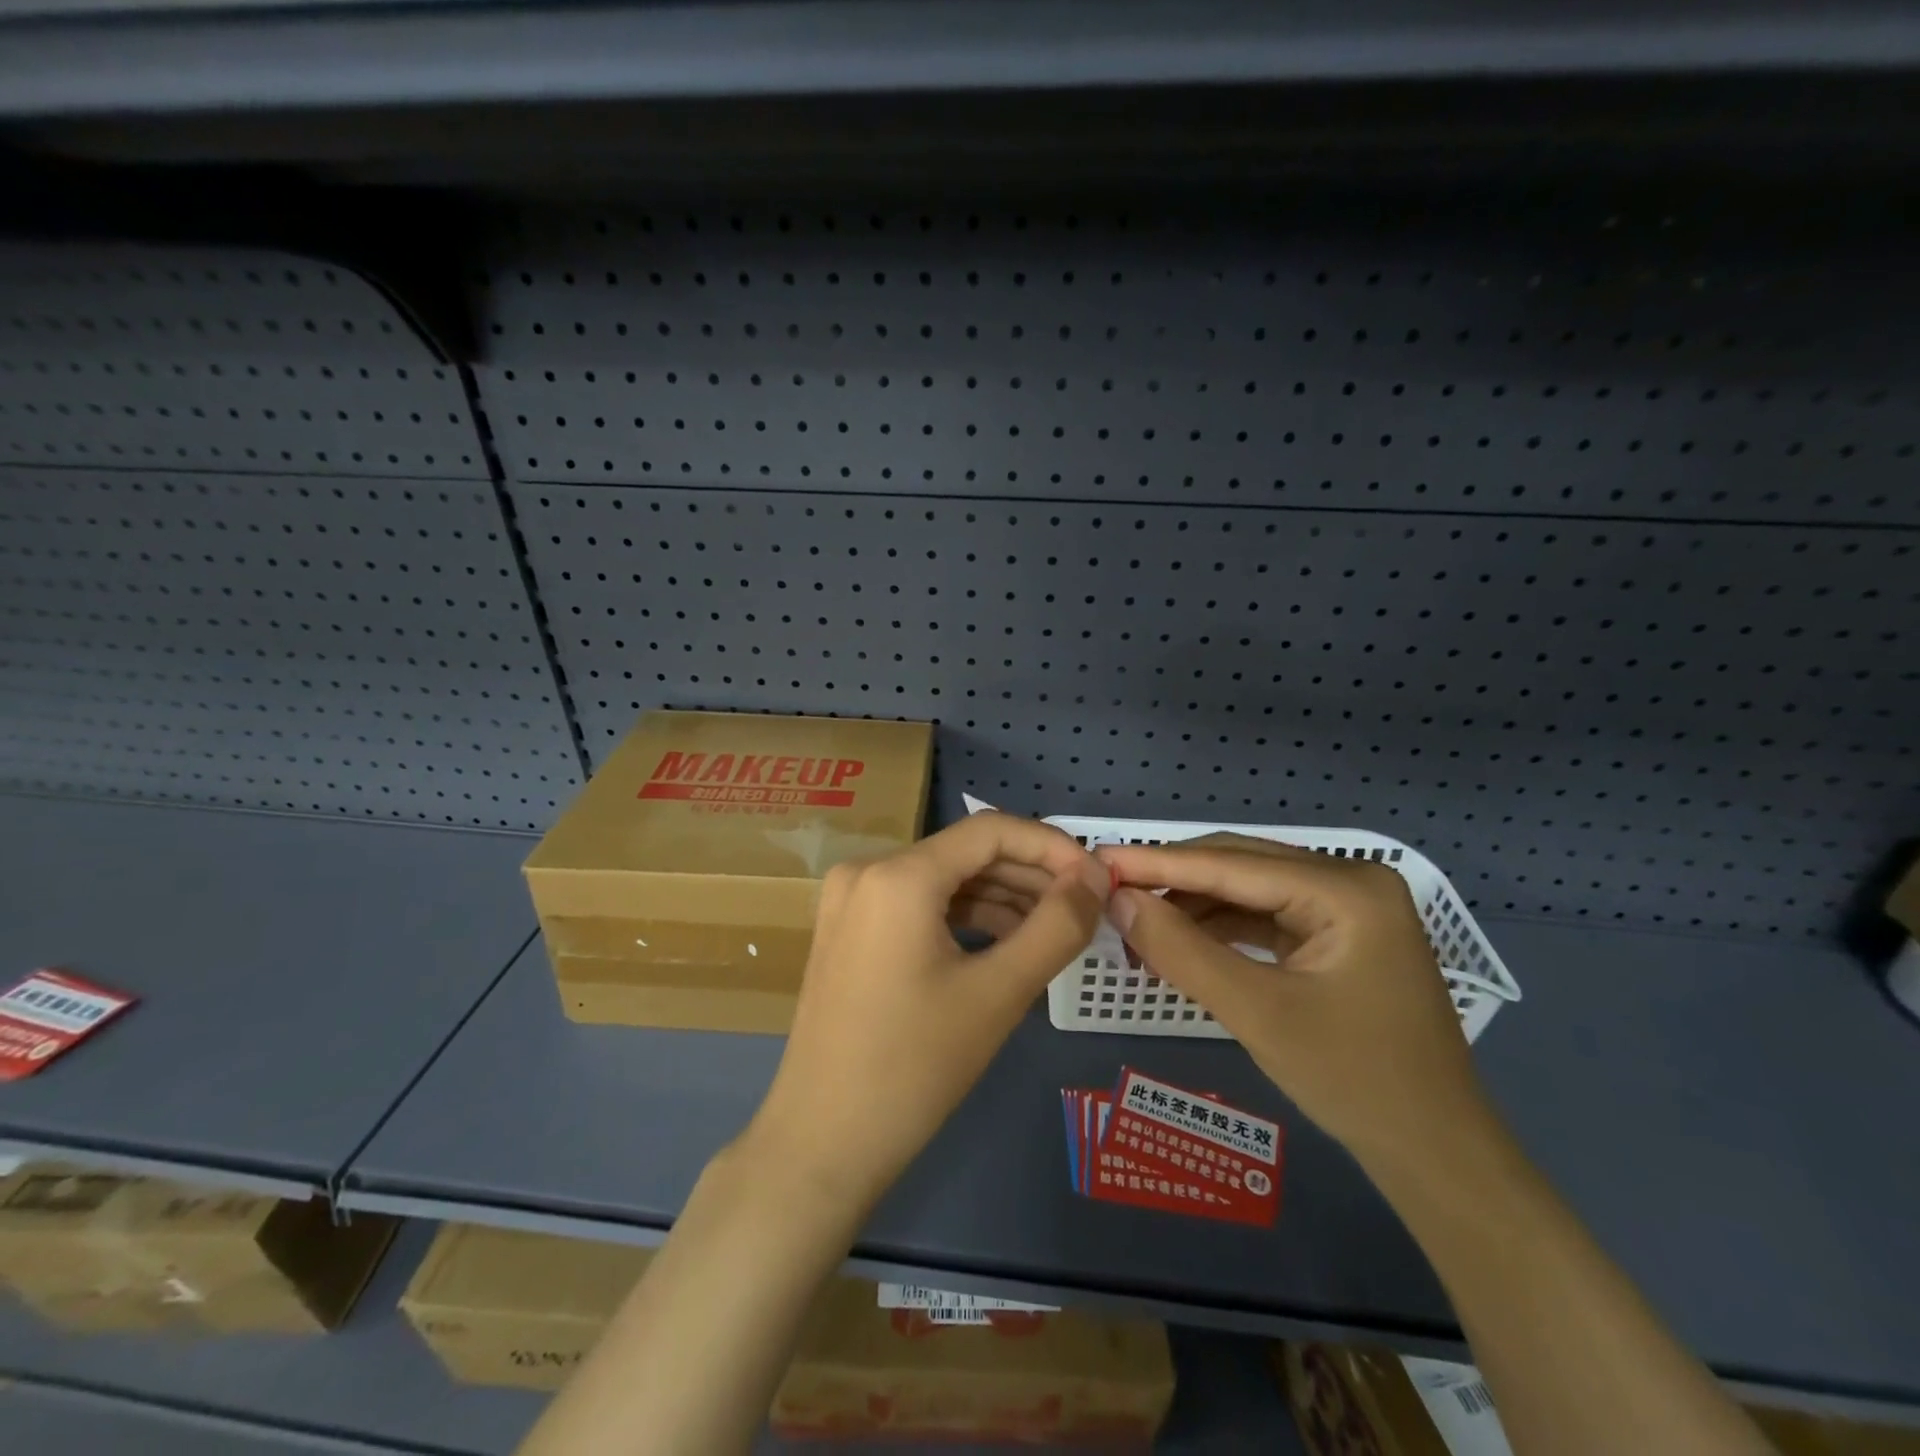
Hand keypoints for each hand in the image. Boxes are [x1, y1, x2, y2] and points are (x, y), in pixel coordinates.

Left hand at [747, 812, 1108, 1207]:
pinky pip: (918, 904)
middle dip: (1030, 875)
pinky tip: (1005, 943)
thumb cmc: (914, 1067)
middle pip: (966, 853)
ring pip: (944, 879)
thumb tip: (1097, 876)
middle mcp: (867, 870)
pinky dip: (965, 917)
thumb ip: (1057, 925)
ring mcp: (851, 901)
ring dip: (1001, 897)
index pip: (990, 830)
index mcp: (898, 875)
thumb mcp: (999, 993)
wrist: (822, 1143)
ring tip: (1053, 929)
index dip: (1051, 846)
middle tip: (1084, 908)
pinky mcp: (849, 930)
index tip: (1096, 879)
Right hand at [1097, 835, 1489, 1163]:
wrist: (1436, 1154)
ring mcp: (1347, 907)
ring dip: (1192, 907)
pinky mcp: (1338, 934)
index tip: (1097, 857)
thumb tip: (1117, 900)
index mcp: (1346, 888)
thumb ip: (1183, 950)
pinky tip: (1180, 942)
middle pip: (1239, 866)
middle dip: (1172, 882)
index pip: (1231, 864)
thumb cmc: (1355, 1081)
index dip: (1158, 862)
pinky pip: (1264, 916)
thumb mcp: (1257, 1013)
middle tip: (1109, 893)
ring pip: (1247, 890)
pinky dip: (1219, 928)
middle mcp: (1349, 880)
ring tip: (1136, 927)